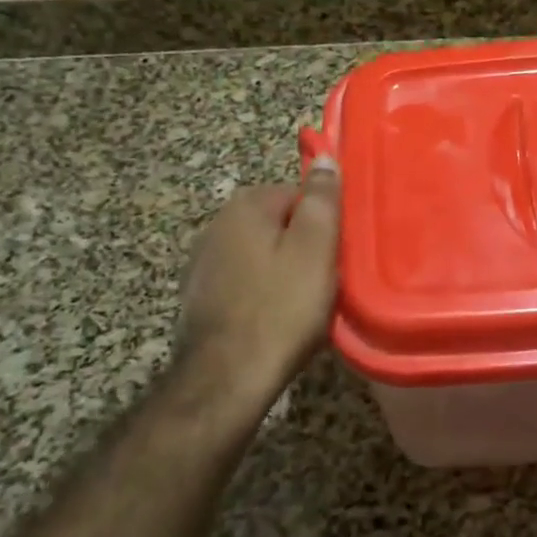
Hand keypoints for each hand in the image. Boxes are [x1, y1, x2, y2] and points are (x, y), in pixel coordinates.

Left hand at [170, 161, 340, 419]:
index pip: (299, 194)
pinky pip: (245, 282)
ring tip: (303, 304)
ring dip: (283, 271)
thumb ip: (322, 199)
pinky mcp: (200, 296)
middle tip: (326, 280)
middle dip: (304, 247)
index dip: (324, 223)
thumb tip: (326, 158)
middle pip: (279, 224)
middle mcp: (216, 225)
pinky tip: (274, 319)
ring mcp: (203, 262)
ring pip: (262, 254)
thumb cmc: (281, 308)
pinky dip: (262, 293)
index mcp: (246, 206)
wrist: (227, 378)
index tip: (337, 253)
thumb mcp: (316, 248)